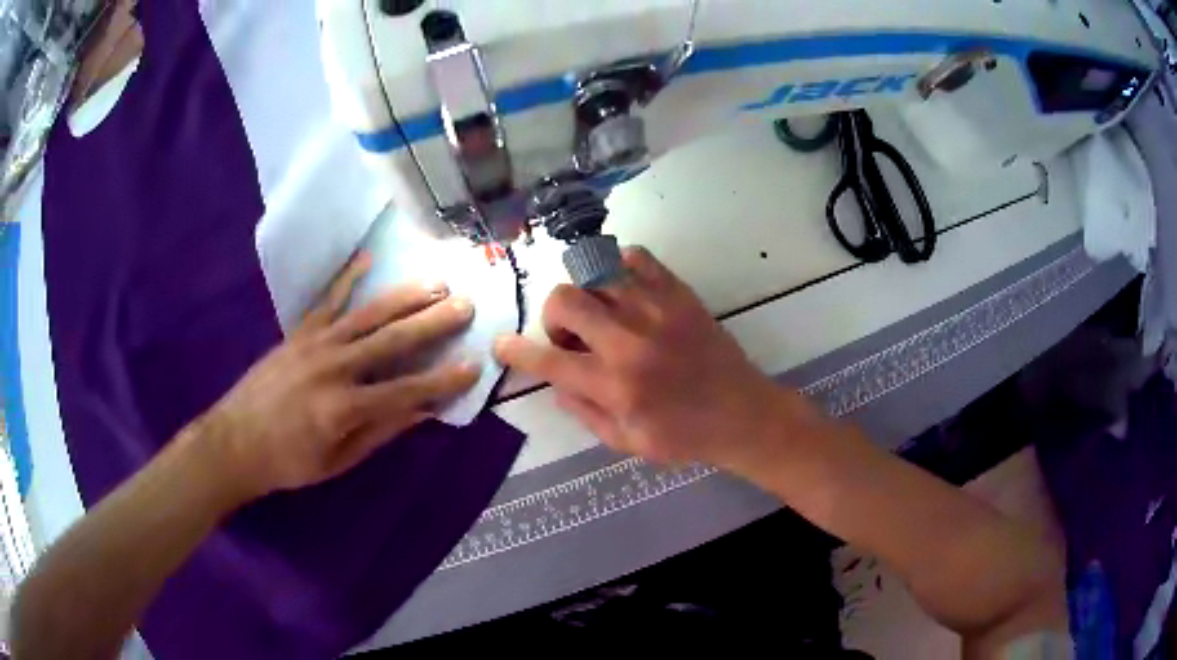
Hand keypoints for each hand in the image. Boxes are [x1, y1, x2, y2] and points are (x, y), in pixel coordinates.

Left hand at [201, 253, 478, 501]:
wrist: (234, 442)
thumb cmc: (288, 462)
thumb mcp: (337, 461)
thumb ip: (379, 432)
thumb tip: (421, 412)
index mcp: (344, 408)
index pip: (406, 391)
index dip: (442, 381)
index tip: (474, 366)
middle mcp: (334, 368)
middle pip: (392, 342)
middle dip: (433, 323)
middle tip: (465, 305)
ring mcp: (314, 345)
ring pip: (367, 315)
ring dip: (403, 297)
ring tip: (435, 283)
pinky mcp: (298, 334)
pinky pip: (327, 301)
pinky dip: (347, 278)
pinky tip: (368, 258)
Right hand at [495, 247, 800, 471]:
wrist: (743, 414)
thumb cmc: (684, 436)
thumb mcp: (625, 442)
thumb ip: (583, 412)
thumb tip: (556, 382)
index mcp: (615, 386)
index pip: (548, 361)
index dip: (515, 352)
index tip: (503, 345)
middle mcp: (630, 342)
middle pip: (565, 300)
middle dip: (553, 317)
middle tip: (570, 336)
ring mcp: (657, 311)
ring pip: (596, 273)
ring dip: (586, 295)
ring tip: (601, 314)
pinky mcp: (679, 293)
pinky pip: (636, 257)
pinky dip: (619, 267)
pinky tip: (624, 290)